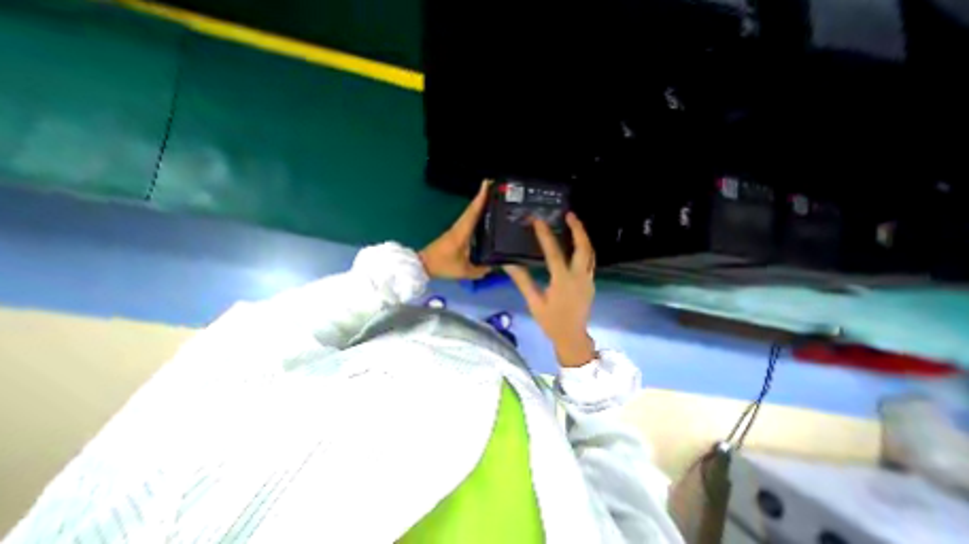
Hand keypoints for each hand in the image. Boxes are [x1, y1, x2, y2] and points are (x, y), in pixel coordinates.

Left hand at [420, 178, 493, 277]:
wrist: (424, 265)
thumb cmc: (443, 265)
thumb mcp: (464, 271)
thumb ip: (480, 270)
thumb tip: (494, 266)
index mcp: (462, 232)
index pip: (472, 211)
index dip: (480, 197)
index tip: (488, 183)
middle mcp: (459, 227)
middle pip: (472, 208)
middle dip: (483, 196)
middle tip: (496, 187)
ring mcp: (456, 229)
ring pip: (470, 213)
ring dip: (480, 204)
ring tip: (494, 199)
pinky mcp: (454, 233)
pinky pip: (468, 220)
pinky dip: (476, 214)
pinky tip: (484, 216)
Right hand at [508, 211, 597, 366]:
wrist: (572, 337)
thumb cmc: (551, 321)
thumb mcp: (534, 302)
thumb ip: (523, 281)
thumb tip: (508, 264)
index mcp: (563, 281)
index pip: (554, 253)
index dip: (545, 235)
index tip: (538, 220)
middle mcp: (579, 277)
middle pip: (583, 247)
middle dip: (578, 229)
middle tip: (569, 214)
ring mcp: (588, 279)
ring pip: (590, 252)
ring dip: (583, 236)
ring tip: (575, 223)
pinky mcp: (591, 283)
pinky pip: (590, 260)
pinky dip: (584, 248)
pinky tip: (577, 244)